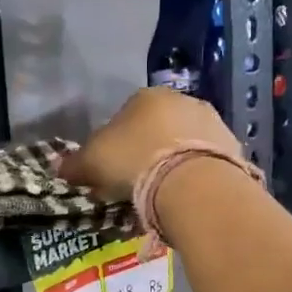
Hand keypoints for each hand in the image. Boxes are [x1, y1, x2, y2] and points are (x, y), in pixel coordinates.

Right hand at [59, 88, 239, 201]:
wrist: (191, 183)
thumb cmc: (133, 162)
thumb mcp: (92, 164)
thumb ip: (74, 164)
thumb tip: (58, 167)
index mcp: (145, 97)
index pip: (123, 116)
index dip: (114, 144)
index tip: (111, 170)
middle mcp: (181, 100)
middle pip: (157, 127)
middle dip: (146, 151)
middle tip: (136, 183)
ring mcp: (211, 121)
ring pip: (183, 142)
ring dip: (173, 161)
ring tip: (162, 193)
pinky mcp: (232, 146)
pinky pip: (204, 160)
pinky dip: (194, 174)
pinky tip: (185, 195)